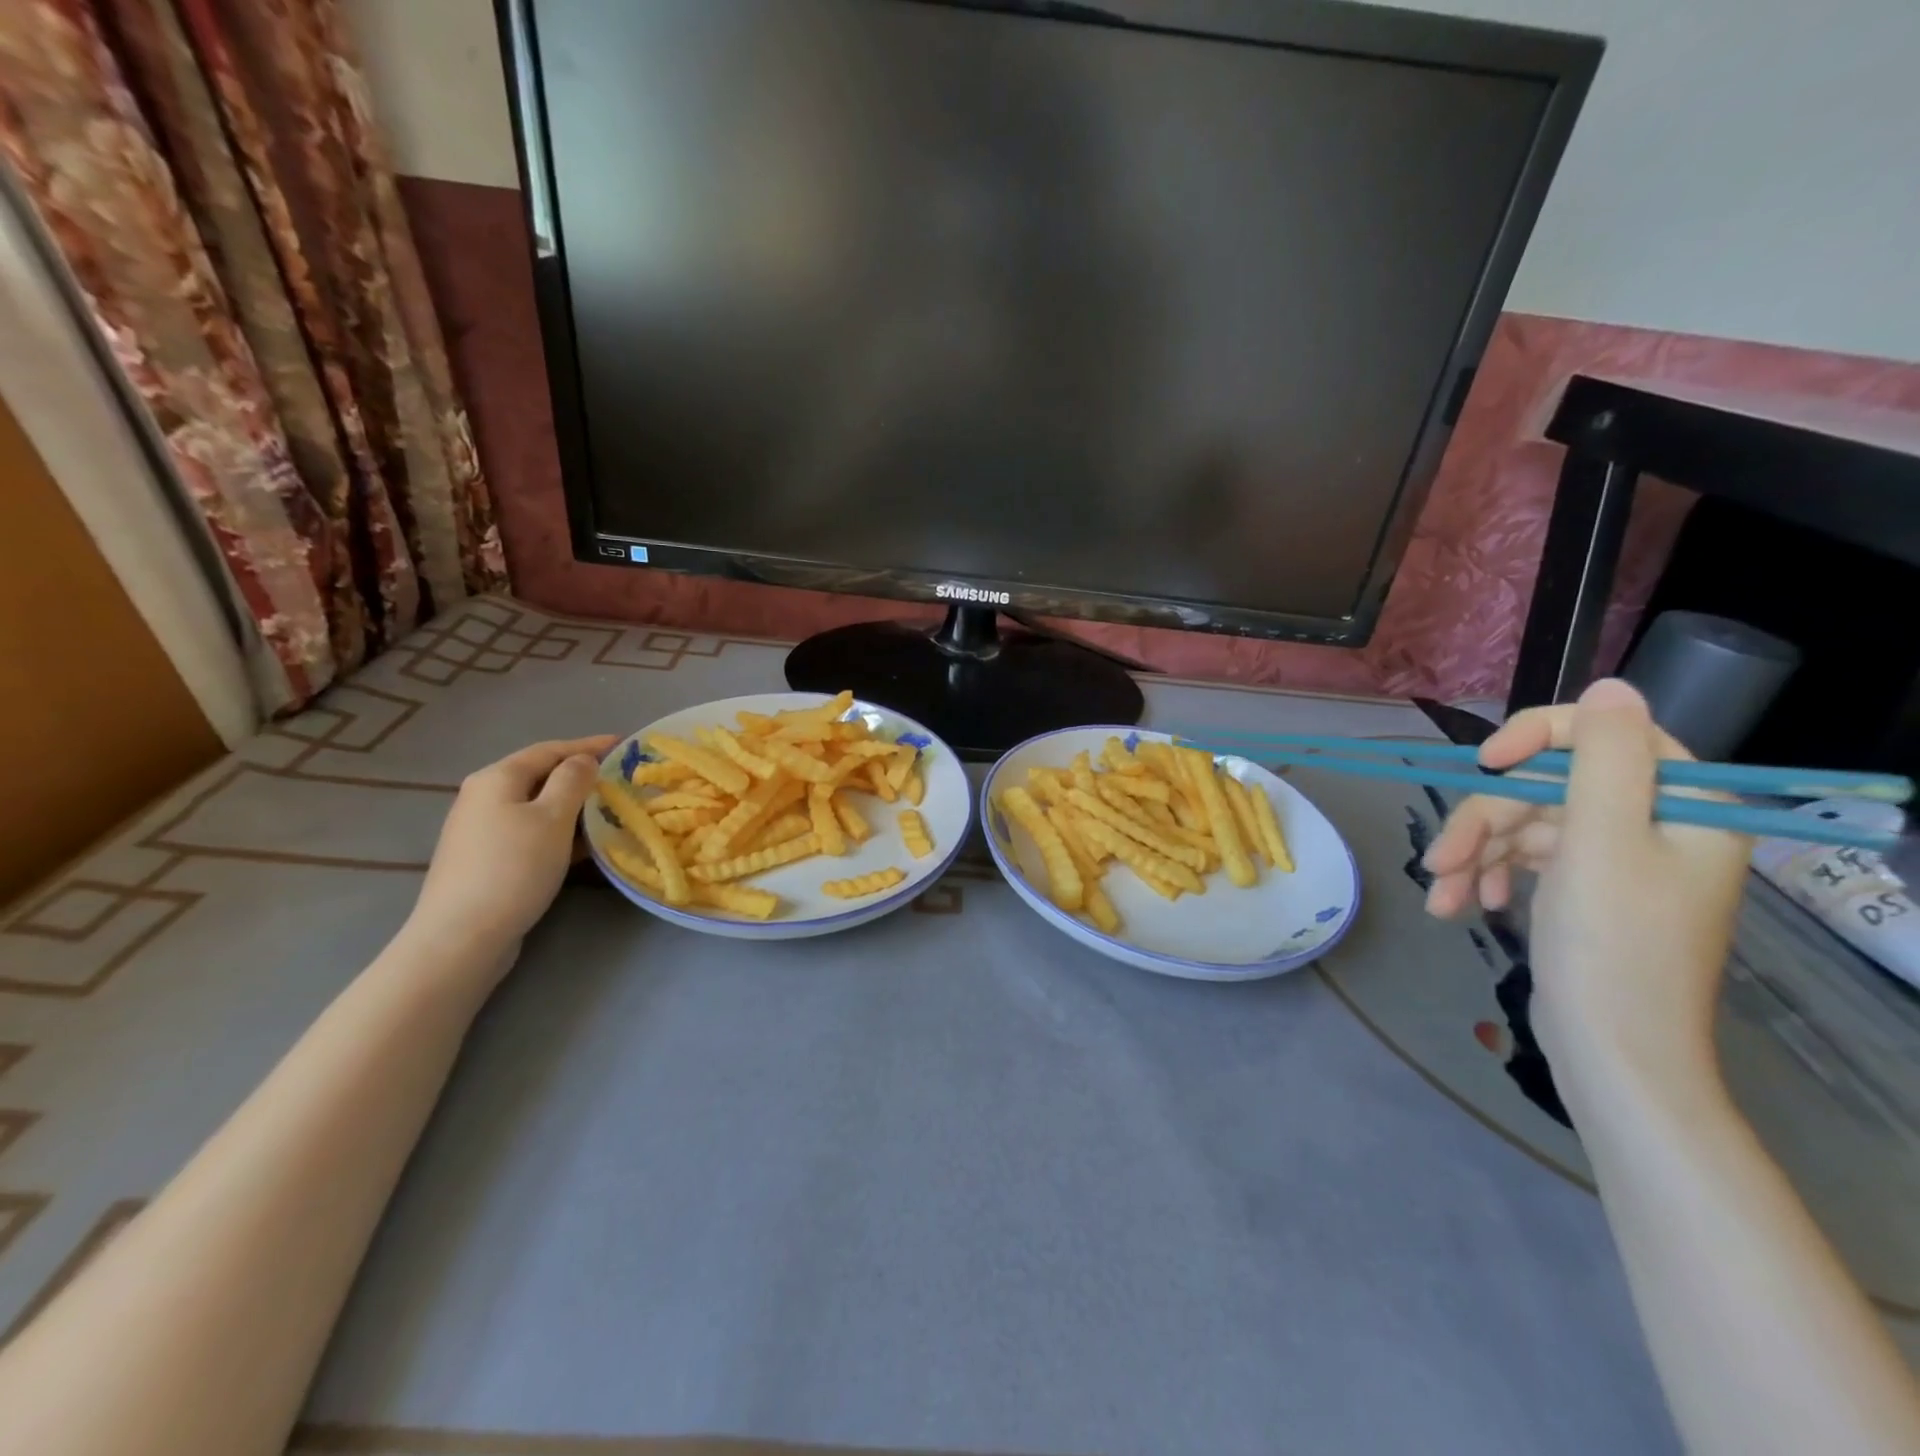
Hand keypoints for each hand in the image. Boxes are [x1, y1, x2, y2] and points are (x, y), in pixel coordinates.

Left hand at [406, 736, 618, 967]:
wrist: (462, 936)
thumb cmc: (514, 868)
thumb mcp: (553, 818)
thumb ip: (572, 781)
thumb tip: (583, 761)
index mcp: (497, 778)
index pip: (550, 749)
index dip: (589, 745)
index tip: (624, 744)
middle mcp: (483, 796)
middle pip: (540, 775)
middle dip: (581, 775)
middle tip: (619, 778)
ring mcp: (480, 829)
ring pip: (537, 805)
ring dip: (572, 805)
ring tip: (608, 810)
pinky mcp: (485, 858)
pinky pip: (530, 830)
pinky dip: (559, 829)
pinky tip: (582, 844)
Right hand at [1422, 680, 1750, 1077]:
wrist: (1613, 1050)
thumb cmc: (1613, 945)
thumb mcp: (1603, 841)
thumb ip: (1604, 758)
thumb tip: (1609, 685)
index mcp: (1682, 804)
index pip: (1604, 735)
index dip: (1535, 738)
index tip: (1484, 765)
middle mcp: (1652, 823)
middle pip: (1545, 788)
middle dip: (1484, 823)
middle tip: (1440, 862)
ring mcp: (1614, 857)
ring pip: (1523, 824)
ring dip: (1475, 855)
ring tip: (1442, 895)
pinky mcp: (1582, 887)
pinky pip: (1524, 859)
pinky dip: (1488, 876)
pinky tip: (1463, 906)